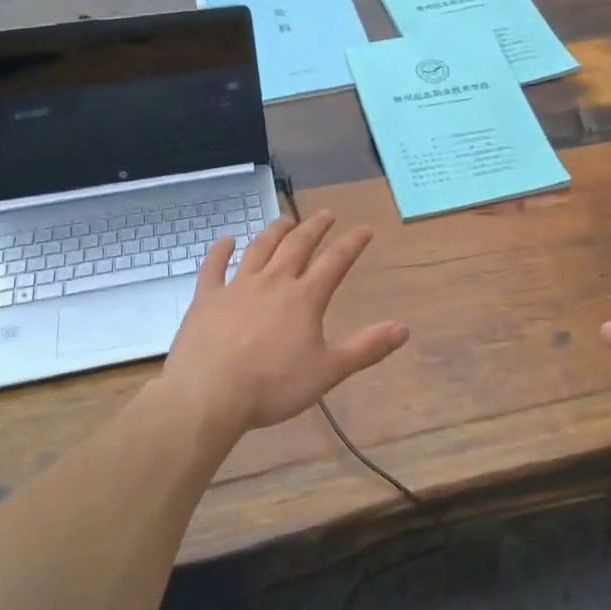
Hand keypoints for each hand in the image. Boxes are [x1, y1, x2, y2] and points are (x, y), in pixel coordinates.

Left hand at [164, 210, 409, 435]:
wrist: (209, 395)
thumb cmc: (273, 386)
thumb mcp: (328, 371)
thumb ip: (367, 348)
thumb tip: (404, 328)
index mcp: (304, 298)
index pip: (335, 262)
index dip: (352, 243)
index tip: (364, 228)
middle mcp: (273, 282)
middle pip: (297, 246)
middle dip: (315, 227)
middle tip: (326, 214)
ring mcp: (236, 287)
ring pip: (259, 249)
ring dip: (275, 232)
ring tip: (286, 220)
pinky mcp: (207, 298)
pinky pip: (213, 267)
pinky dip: (220, 251)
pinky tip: (226, 240)